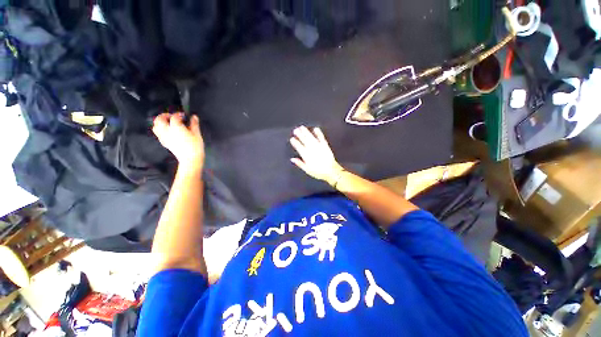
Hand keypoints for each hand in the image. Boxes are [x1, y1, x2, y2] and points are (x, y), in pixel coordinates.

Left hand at [152, 113, 204, 168]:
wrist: (190, 159)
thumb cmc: (195, 146)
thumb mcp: (197, 134)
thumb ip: (194, 124)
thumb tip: (194, 117)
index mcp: (175, 126)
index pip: (175, 116)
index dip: (179, 114)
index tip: (184, 115)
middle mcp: (166, 130)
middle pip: (159, 119)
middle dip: (165, 116)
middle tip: (172, 116)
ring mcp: (164, 137)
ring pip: (156, 126)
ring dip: (160, 122)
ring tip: (168, 123)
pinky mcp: (164, 142)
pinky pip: (158, 133)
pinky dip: (161, 130)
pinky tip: (168, 132)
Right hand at [290, 126, 343, 184]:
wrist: (331, 171)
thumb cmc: (318, 172)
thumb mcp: (307, 169)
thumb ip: (299, 163)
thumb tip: (292, 159)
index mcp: (306, 156)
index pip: (299, 147)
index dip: (295, 143)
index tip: (292, 139)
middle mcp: (312, 150)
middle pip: (304, 140)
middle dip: (299, 135)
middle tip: (295, 130)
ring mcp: (318, 147)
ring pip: (311, 138)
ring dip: (306, 132)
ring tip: (302, 127)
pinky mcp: (325, 145)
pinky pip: (321, 138)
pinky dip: (318, 133)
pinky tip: (315, 128)